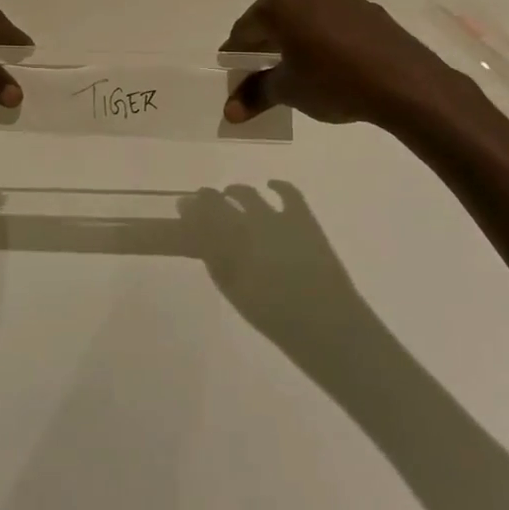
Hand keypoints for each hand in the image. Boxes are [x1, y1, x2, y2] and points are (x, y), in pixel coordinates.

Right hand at [183, 182, 365, 349]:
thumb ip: (217, 264)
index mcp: (229, 247)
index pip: (201, 219)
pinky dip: (278, 186)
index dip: (190, 210)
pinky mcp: (303, 219)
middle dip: (207, 199)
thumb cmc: (275, 317)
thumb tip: (204, 243)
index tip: (182, 206)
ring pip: (248, 195)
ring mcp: (277, 219)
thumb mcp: (236, 292)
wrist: (326, 324)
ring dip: (235, 192)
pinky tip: (270, 185)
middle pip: (221, 204)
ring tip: (230, 193)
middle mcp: (248, 226)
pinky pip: (288, 193)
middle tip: (200, 200)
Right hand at [221, 0, 461, 128]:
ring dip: (292, 38)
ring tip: (294, 69)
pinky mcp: (363, 5)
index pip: (244, 30)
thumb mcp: (288, 90)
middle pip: (271, 18)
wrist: (404, 81)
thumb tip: (229, 112)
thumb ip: (255, 95)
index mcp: (279, 2)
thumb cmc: (334, 81)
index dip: (235, 56)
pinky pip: (328, 19)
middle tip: (260, 73)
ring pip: (301, 16)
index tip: (234, 77)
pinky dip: (319, 36)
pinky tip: (327, 62)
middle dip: (263, 45)